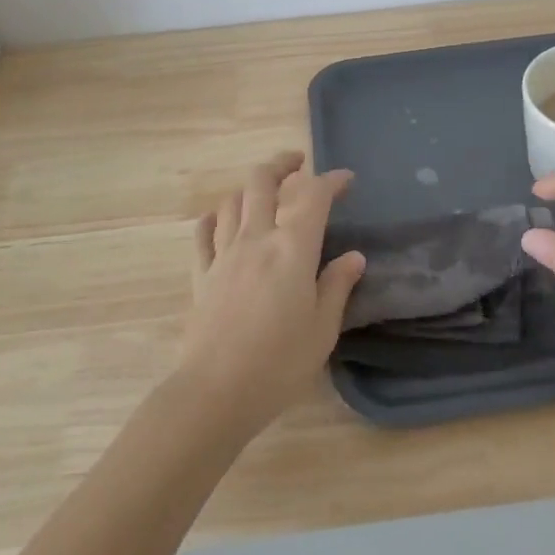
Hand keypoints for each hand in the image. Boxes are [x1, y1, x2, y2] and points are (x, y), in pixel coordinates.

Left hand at [177, 152, 364, 432]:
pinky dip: (214, 218)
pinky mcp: (201, 275)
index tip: (346, 180)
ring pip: (232, 202)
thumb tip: (353, 257)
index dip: (331, 181)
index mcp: (292, 248)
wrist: (216, 391)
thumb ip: (337, 286)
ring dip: (249, 189)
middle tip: (297, 163)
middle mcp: (256, 239)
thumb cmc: (279, 362)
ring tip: (263, 193)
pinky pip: (203, 234)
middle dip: (281, 164)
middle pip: (262, 182)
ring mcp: (223, 254)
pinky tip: (219, 220)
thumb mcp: (323, 328)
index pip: (314, 197)